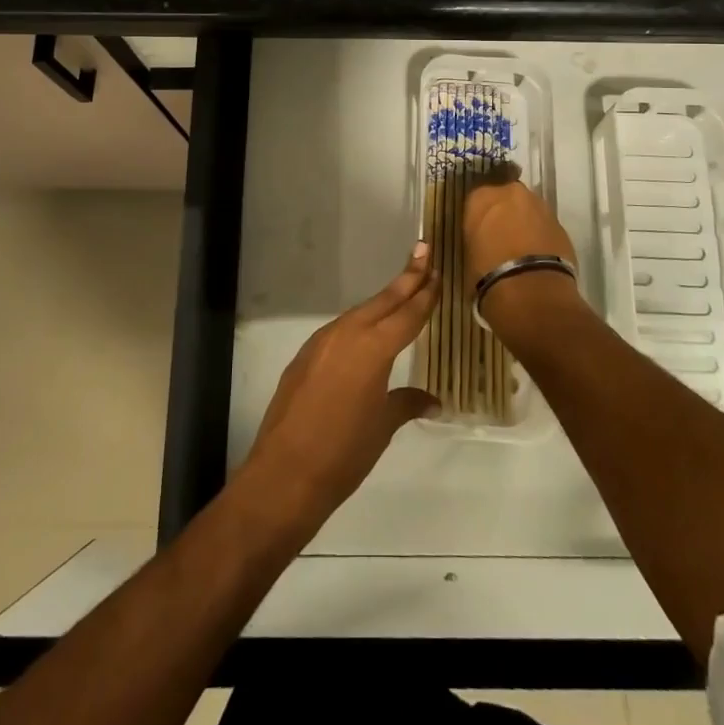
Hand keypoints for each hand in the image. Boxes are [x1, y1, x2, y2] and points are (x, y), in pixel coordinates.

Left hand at [240, 245, 439, 532]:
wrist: (285, 473)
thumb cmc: (344, 453)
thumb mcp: (382, 427)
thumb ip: (406, 403)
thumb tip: (432, 399)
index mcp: (373, 348)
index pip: (407, 315)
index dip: (425, 294)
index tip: (437, 271)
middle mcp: (347, 334)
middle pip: (384, 301)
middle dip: (407, 278)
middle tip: (424, 251)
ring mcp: (322, 342)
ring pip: (360, 313)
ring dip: (383, 301)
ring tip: (403, 288)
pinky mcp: (305, 355)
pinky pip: (340, 330)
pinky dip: (360, 323)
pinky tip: (366, 332)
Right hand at [463, 178, 583, 324]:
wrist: (530, 289)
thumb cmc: (487, 273)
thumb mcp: (469, 254)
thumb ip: (477, 238)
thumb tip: (484, 242)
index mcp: (482, 197)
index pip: (476, 199)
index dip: (478, 217)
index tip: (478, 232)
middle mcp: (511, 193)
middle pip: (506, 198)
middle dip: (504, 214)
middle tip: (500, 237)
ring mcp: (540, 206)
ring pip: (529, 210)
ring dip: (525, 223)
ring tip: (521, 249)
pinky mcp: (561, 224)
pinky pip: (545, 226)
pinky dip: (541, 236)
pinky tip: (537, 257)